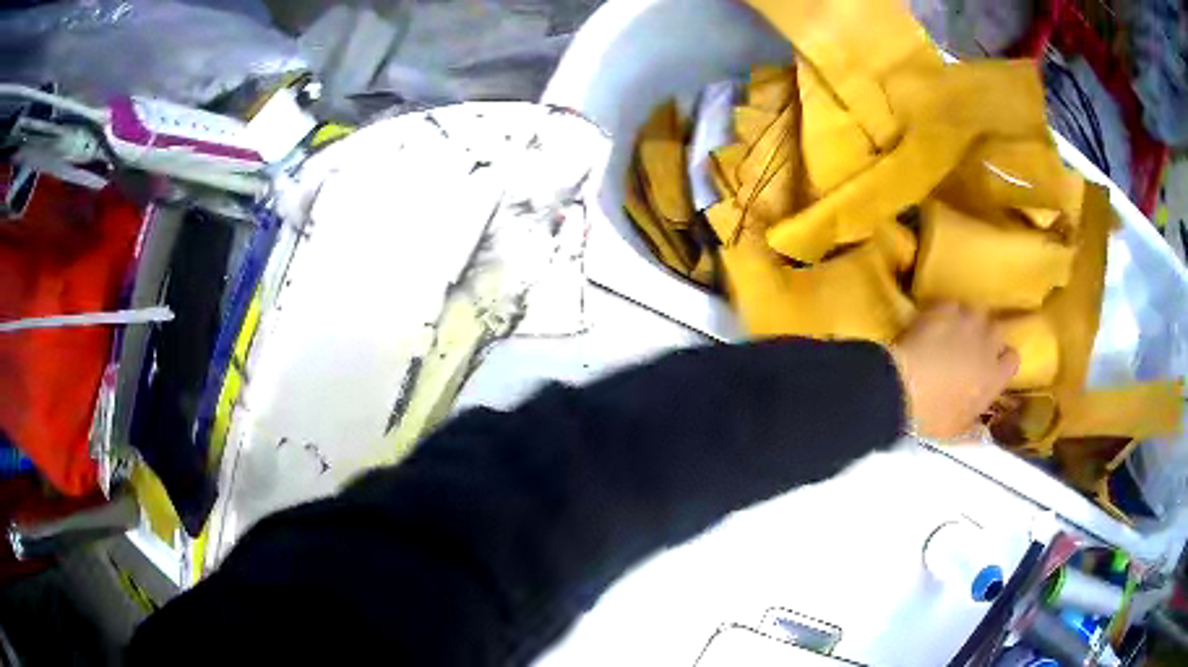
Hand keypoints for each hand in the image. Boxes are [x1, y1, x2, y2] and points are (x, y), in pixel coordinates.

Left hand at [890, 303, 1019, 439]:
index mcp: (994, 377)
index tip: (990, 365)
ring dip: (968, 321)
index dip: (1001, 360)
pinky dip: (945, 312)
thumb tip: (982, 433)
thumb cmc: (932, 418)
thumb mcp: (957, 431)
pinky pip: (952, 304)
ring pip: (977, 312)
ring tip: (953, 331)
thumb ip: (975, 428)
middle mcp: (988, 345)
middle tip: (970, 347)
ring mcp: (967, 323)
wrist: (903, 389)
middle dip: (986, 336)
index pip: (1012, 359)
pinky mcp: (945, 309)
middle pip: (997, 330)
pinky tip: (934, 322)